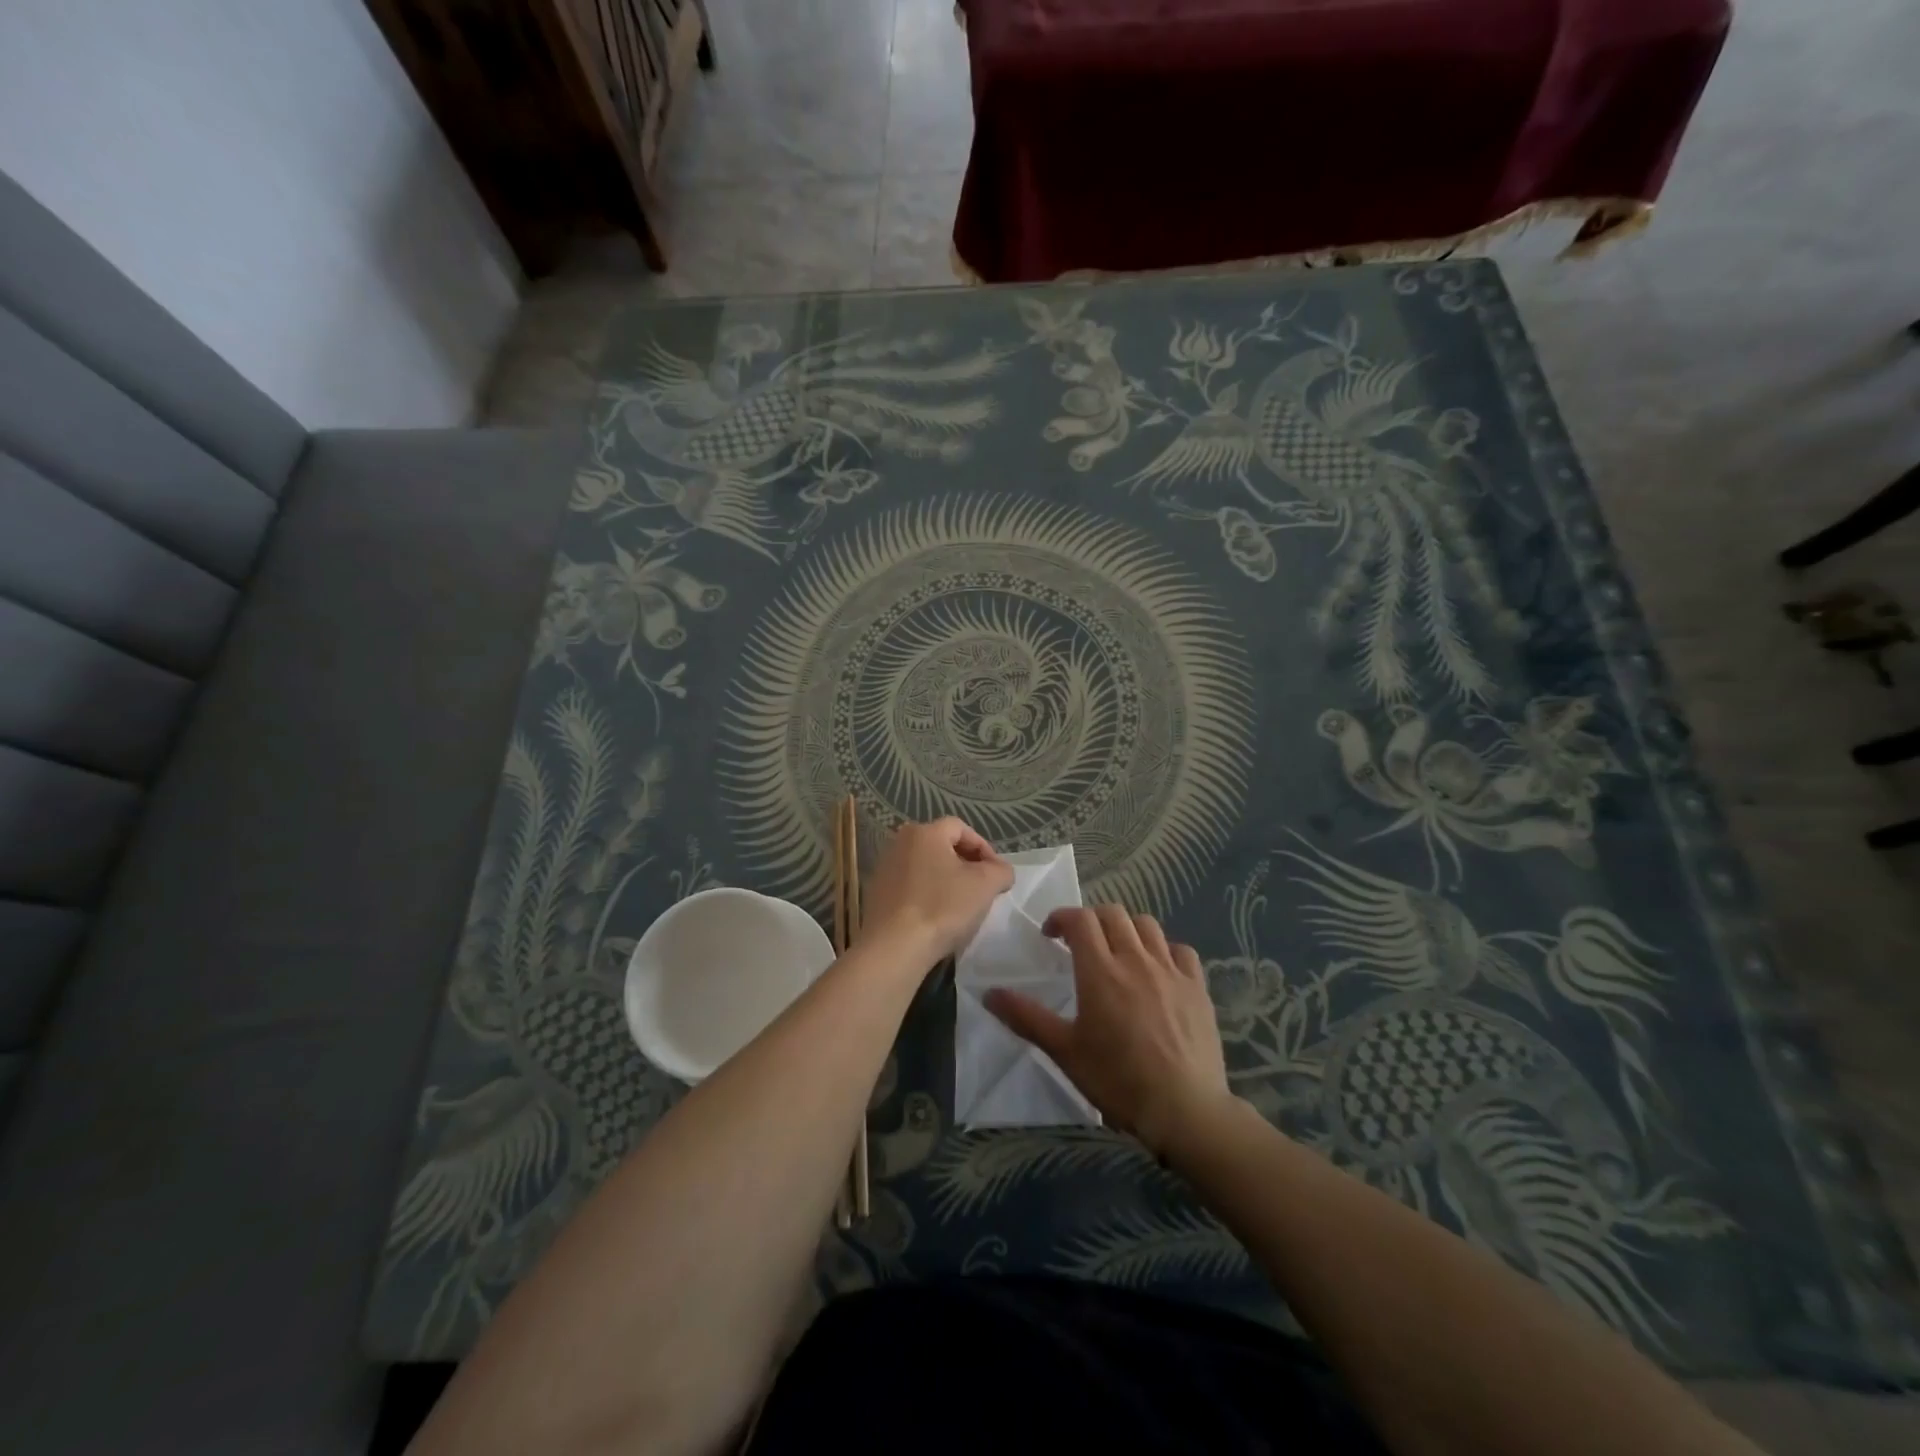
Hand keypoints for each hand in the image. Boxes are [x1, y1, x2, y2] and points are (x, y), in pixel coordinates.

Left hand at [861, 817, 1014, 963]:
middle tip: (981, 888)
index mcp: (924, 832)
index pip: (961, 828)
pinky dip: (926, 895)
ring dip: (945, 880)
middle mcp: (899, 843)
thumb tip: (1000, 870)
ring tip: (960, 904)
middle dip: (965, 864)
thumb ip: (1001, 870)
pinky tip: (936, 917)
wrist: (894, 947)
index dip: (984, 848)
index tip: (996, 874)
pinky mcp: (876, 894)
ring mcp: (884, 868)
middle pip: (941, 846)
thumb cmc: (942, 907)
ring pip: (925, 867)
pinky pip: (910, 886)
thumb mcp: (985, 885)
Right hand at [985, 905, 1231, 1158]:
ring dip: (1127, 929)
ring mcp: (1171, 970)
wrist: (1184, 1108)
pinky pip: (1181, 950)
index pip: (1080, 919)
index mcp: (1100, 970)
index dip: (1062, 918)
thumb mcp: (1064, 1051)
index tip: (1051, 935)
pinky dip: (1165, 950)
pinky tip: (1159, 970)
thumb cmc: (1117, 1080)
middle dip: (1092, 919)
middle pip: (1113, 914)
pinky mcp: (1198, 987)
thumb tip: (989, 993)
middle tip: (1081, 943)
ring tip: (1118, 951)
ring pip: (1147, 925)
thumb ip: (1026, 1018)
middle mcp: (1136, 959)